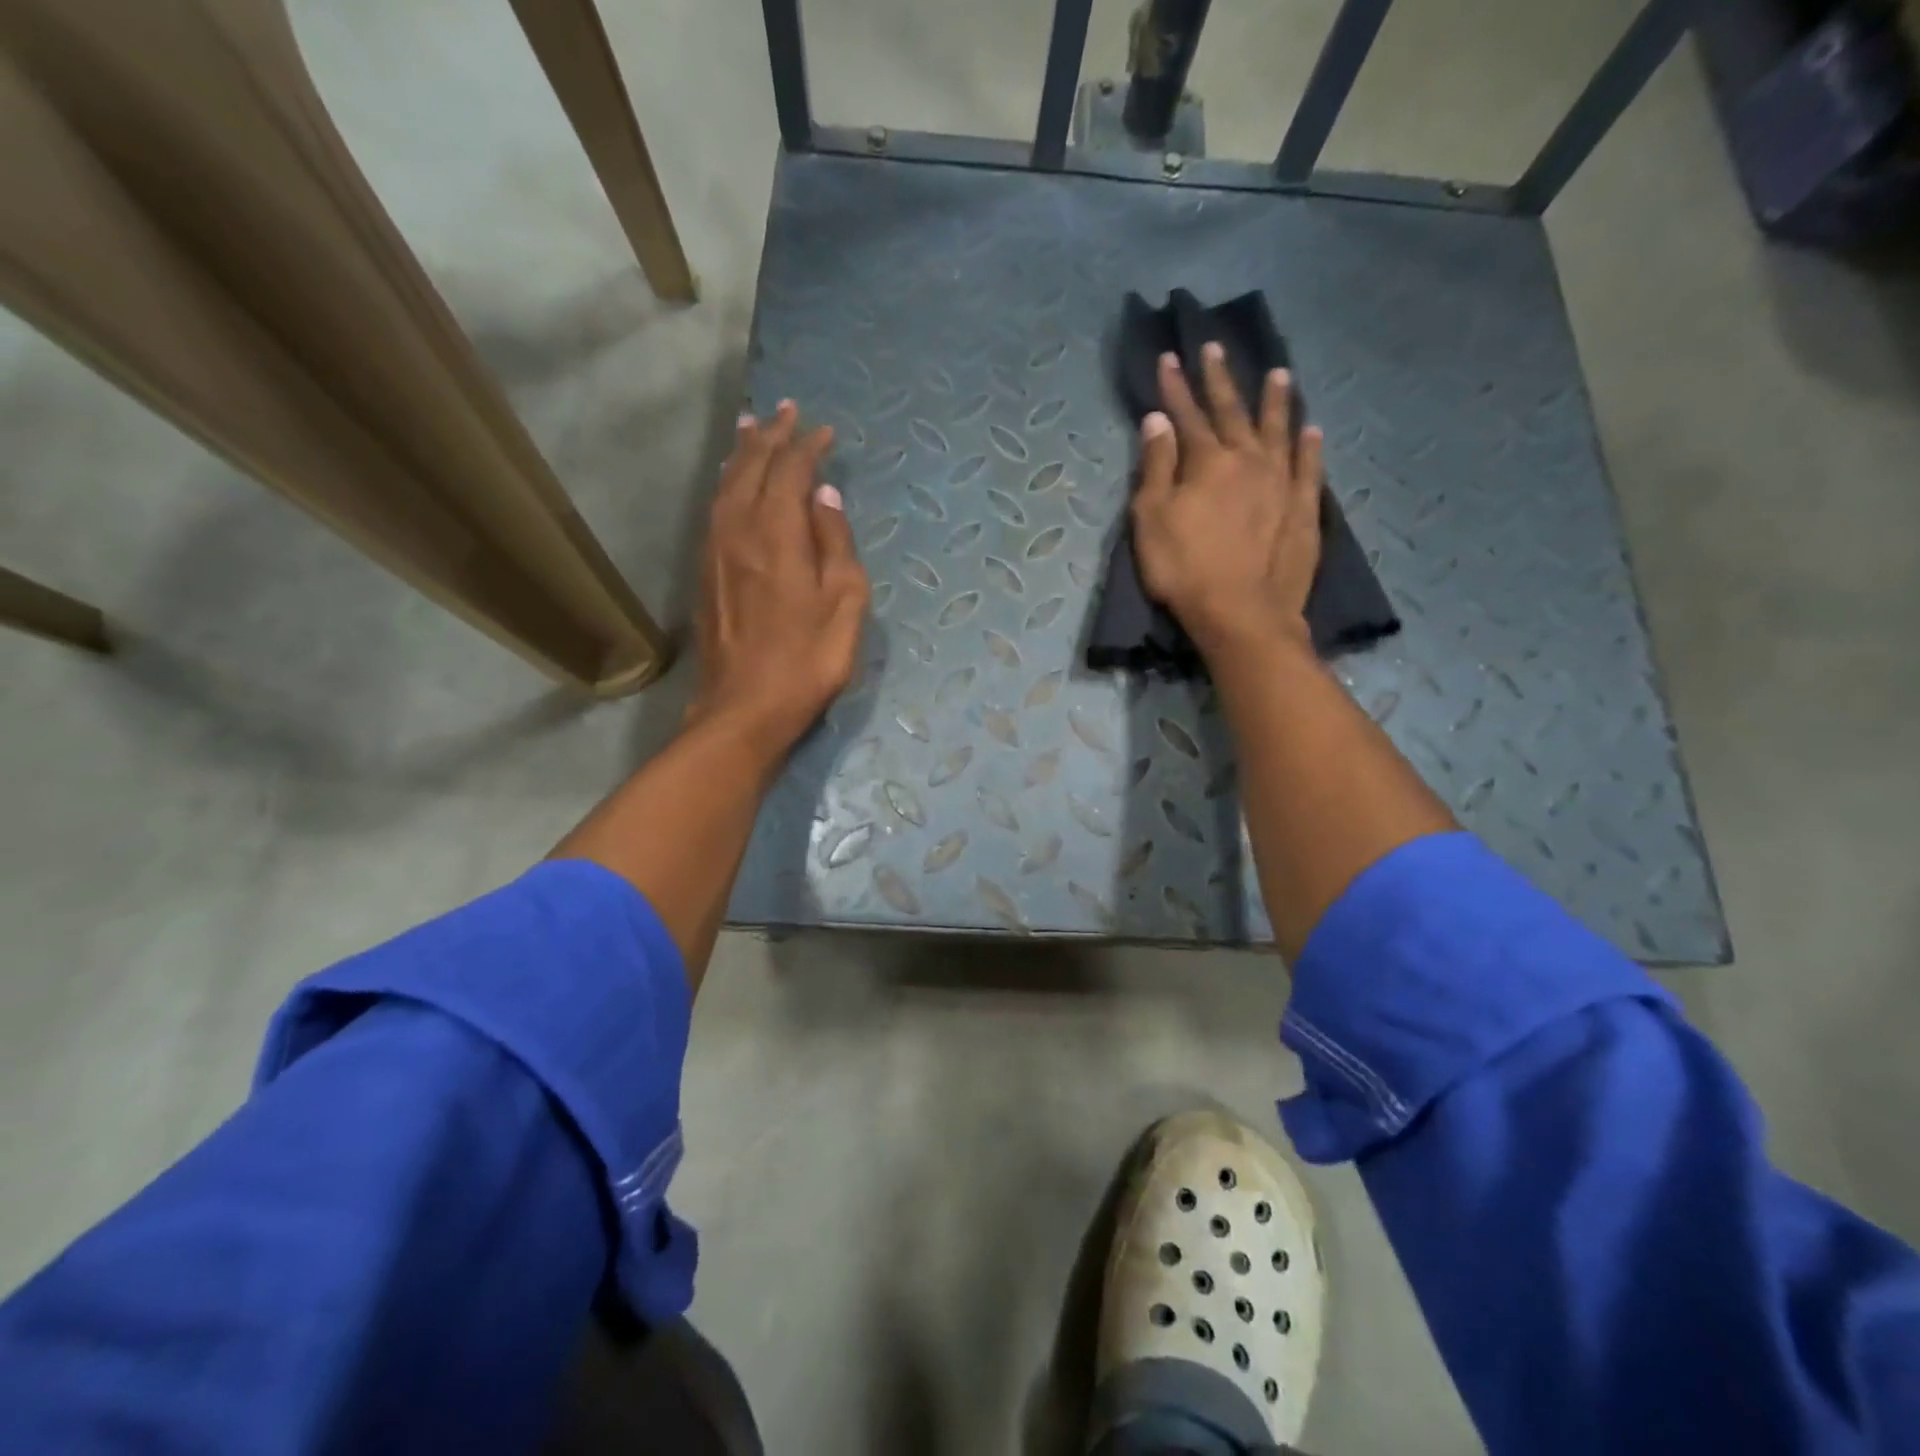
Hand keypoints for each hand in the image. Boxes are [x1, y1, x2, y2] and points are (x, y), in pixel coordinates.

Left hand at [691, 400, 868, 756]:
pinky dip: (727, 484)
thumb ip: (836, 543)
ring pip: (726, 485)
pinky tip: (732, 484)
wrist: (744, 708)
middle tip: (786, 410)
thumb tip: (825, 496)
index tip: (824, 432)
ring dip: (743, 454)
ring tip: (752, 429)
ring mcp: (716, 551)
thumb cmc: (807, 660)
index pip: (790, 472)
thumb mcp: (844, 604)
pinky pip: (715, 509)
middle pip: (751, 468)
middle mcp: (739, 530)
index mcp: (777, 534)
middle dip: (771, 436)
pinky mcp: (706, 573)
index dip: (807, 447)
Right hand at [1129, 344, 1324, 655]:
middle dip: (1220, 380)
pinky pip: (1309, 467)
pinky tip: (1312, 430)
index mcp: (1207, 461)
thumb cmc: (1184, 569)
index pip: (1187, 414)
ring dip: (1276, 401)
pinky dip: (1309, 446)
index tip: (1170, 357)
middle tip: (1216, 348)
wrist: (1241, 613)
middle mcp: (1248, 459)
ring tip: (1280, 375)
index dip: (1175, 386)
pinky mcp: (1303, 509)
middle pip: (1232, 411)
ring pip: (1279, 430)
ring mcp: (1281, 482)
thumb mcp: (1152, 519)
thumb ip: (1155, 467)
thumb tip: (1158, 420)